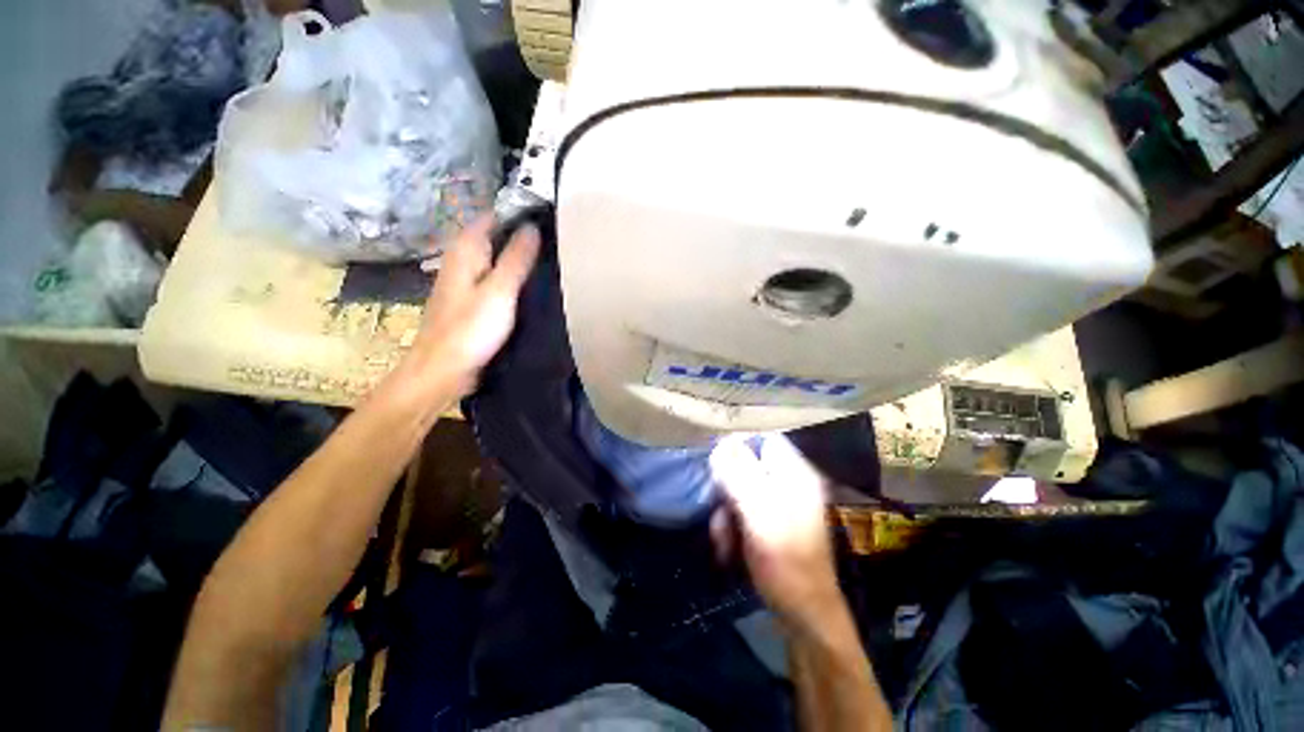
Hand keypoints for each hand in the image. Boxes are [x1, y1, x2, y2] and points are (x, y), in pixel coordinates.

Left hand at [402, 216, 540, 399]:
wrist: (443, 370)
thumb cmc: (470, 329)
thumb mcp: (499, 291)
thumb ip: (516, 258)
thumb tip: (532, 226)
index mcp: (466, 249)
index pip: (494, 216)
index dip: (520, 212)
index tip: (551, 214)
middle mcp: (463, 259)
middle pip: (496, 236)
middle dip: (523, 234)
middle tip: (559, 238)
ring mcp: (467, 280)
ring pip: (497, 258)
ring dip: (520, 255)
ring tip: (553, 256)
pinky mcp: (473, 300)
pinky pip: (497, 277)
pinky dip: (514, 275)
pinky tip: (533, 283)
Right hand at [710, 434, 842, 629]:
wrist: (803, 615)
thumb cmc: (786, 562)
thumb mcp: (759, 514)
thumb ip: (740, 475)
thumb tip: (721, 444)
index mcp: (795, 474)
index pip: (764, 439)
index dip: (738, 444)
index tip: (715, 462)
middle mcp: (789, 482)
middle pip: (747, 464)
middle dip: (727, 486)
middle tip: (719, 509)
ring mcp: (780, 503)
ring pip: (740, 488)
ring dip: (725, 510)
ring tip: (724, 538)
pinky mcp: (770, 522)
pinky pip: (742, 509)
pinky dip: (731, 524)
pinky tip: (729, 546)